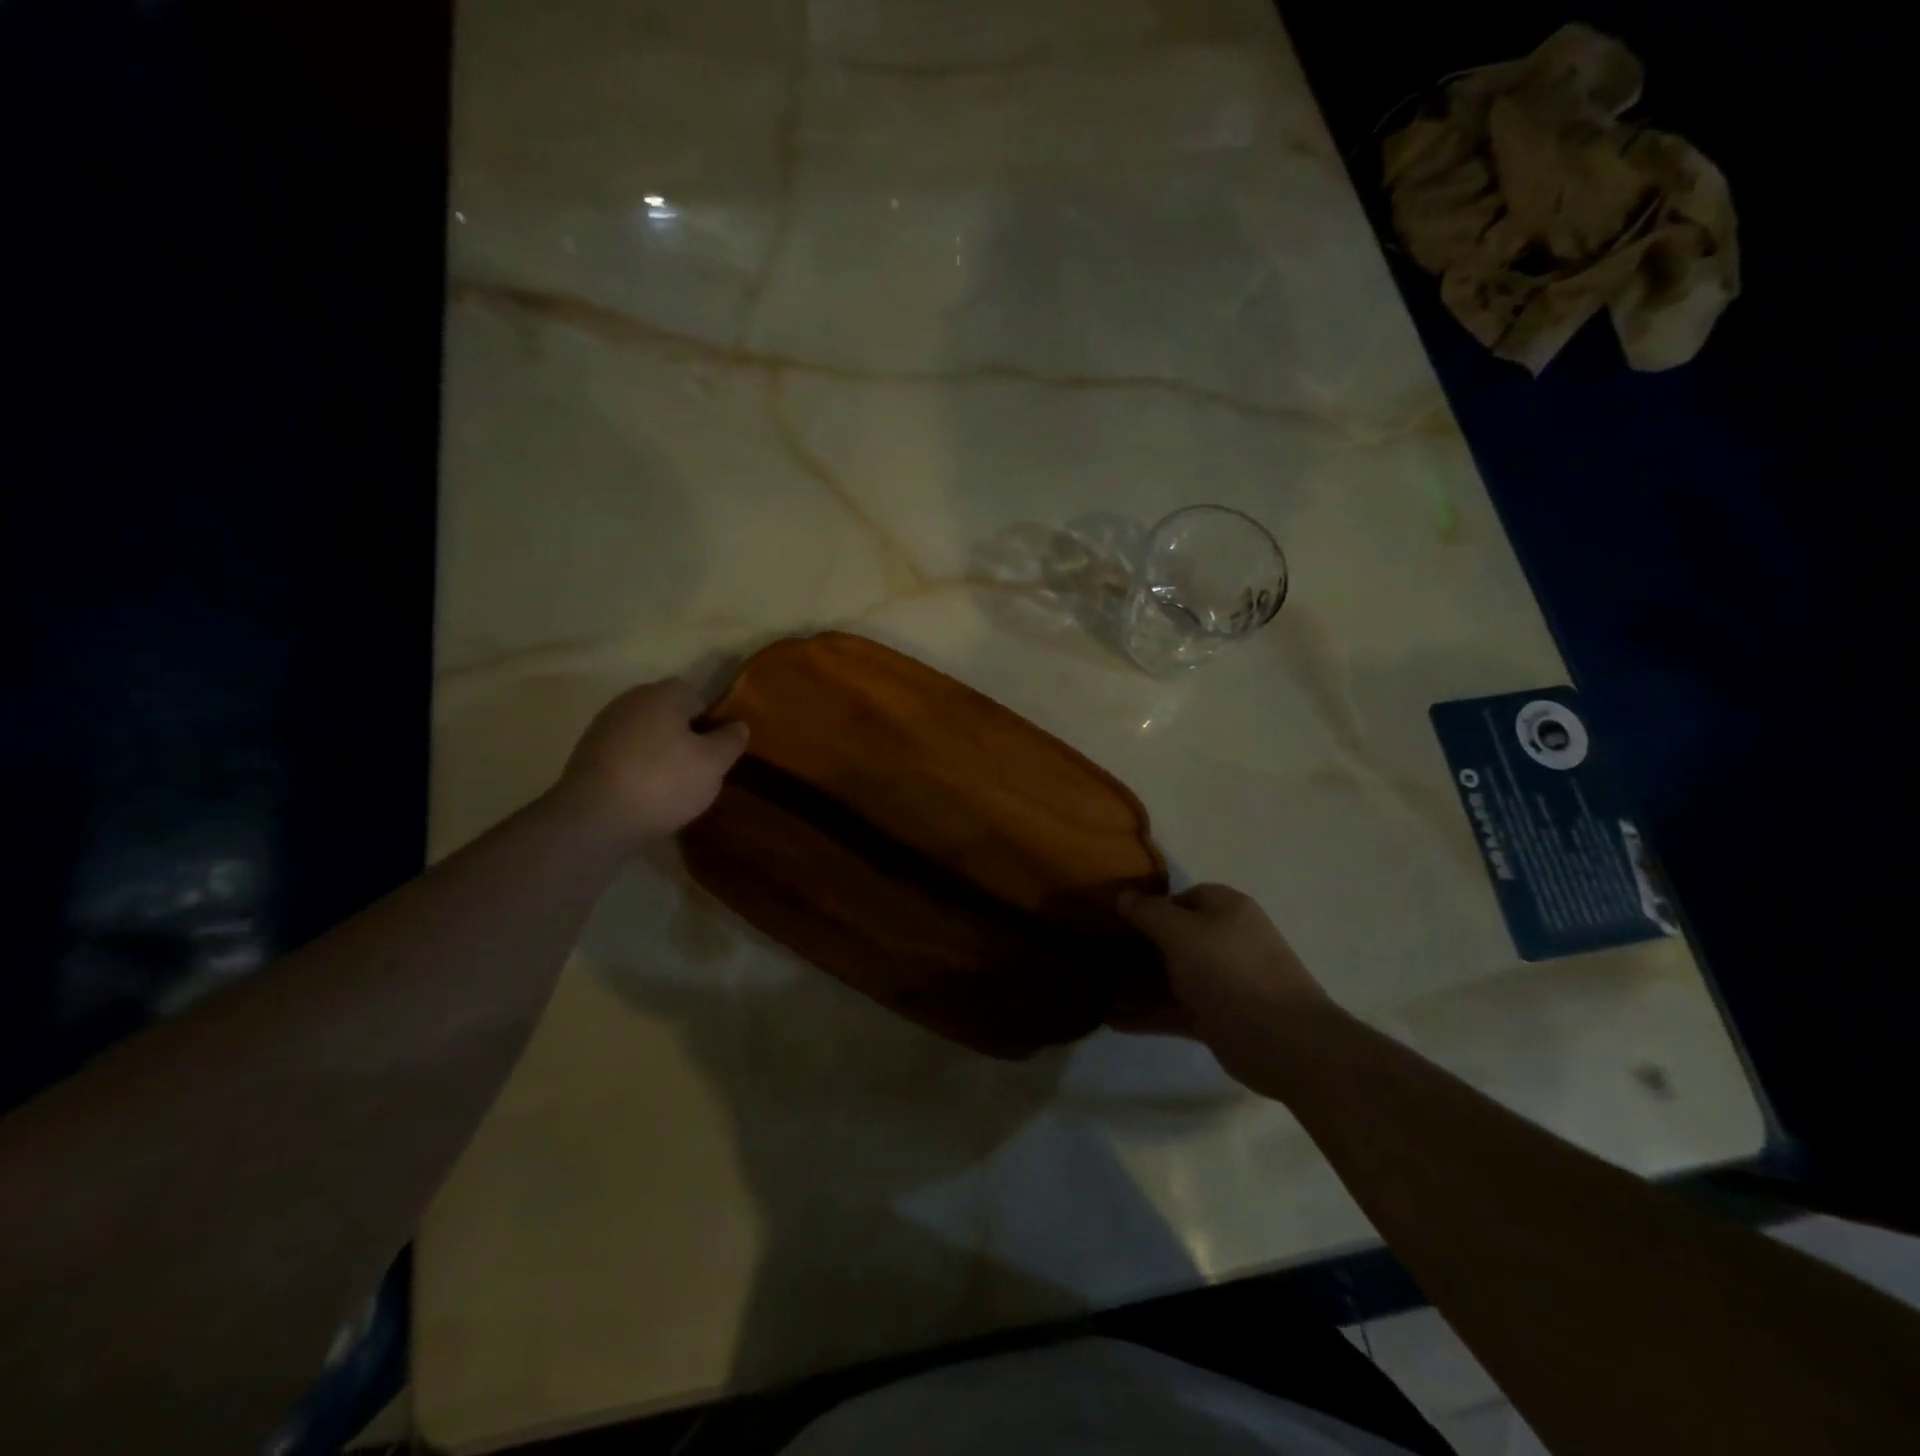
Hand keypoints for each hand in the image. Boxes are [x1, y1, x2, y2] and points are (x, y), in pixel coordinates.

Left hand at [557, 679, 749, 840]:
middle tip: (699, 772)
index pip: (698, 698)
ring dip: (661, 755)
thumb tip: (737, 725)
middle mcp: (630, 701)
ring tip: (672, 789)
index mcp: (663, 694)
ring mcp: (604, 727)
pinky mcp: (586, 755)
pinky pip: (625, 756)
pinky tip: (644, 796)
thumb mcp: (713, 763)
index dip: (712, 724)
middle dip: (686, 739)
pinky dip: (638, 770)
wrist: (594, 818)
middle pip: (670, 716)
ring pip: (647, 736)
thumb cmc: (663, 782)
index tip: (718, 754)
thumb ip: (730, 740)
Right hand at [1119, 883, 1334, 1091]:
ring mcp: (1222, 982)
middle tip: (1098, 955)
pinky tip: (1112, 1020)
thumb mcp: (1181, 932)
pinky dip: (1147, 1015)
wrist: (1285, 1042)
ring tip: (1096, 990)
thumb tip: (1123, 895)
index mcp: (1225, 909)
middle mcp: (1225, 940)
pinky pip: (1174, 1010)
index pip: (1181, 897)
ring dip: (1137, 985)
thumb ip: (1149, 912)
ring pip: (1171, 977)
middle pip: (1173, 938)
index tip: (1114, 919)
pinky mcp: (1217, 1018)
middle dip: (1137, 948)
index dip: (1148, 905)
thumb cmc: (1230, 971)